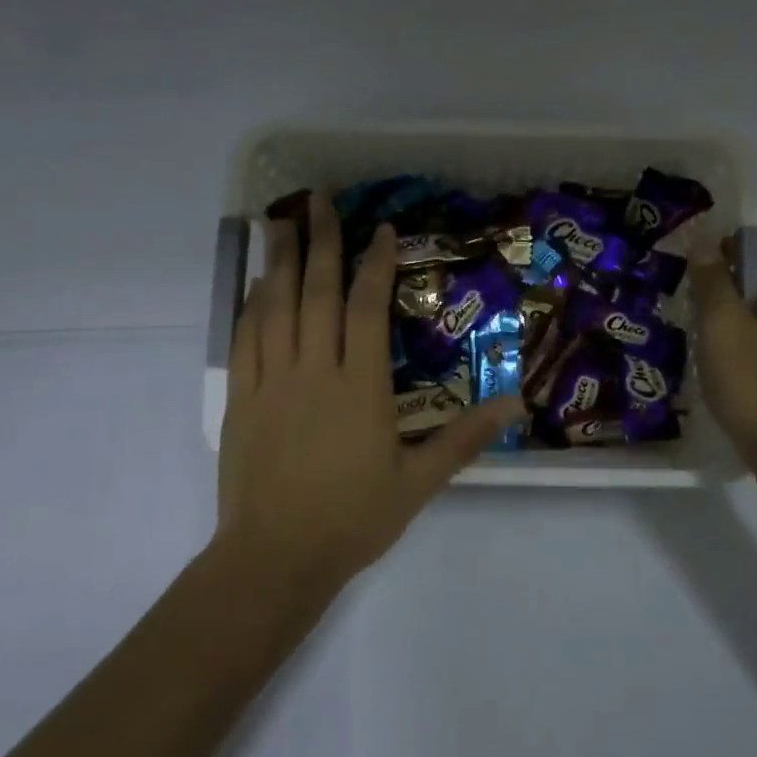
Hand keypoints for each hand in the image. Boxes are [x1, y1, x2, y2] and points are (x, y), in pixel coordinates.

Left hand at [216, 193, 522, 593]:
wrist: (275, 558)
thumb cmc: (353, 519)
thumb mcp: (419, 483)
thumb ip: (464, 439)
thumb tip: (515, 403)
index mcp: (360, 387)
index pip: (367, 308)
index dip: (374, 263)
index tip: (379, 229)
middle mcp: (315, 371)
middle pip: (317, 292)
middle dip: (321, 241)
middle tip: (319, 199)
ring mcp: (272, 382)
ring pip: (275, 306)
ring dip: (281, 260)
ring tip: (281, 221)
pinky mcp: (242, 399)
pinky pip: (246, 339)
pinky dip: (252, 304)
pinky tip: (258, 284)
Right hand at [687, 236, 756, 487]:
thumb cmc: (753, 384)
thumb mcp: (721, 327)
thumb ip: (713, 281)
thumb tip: (706, 242)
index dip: (723, 249)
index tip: (692, 270)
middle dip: (727, 285)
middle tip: (690, 304)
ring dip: (737, 316)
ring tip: (702, 336)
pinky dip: (751, 341)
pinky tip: (728, 365)